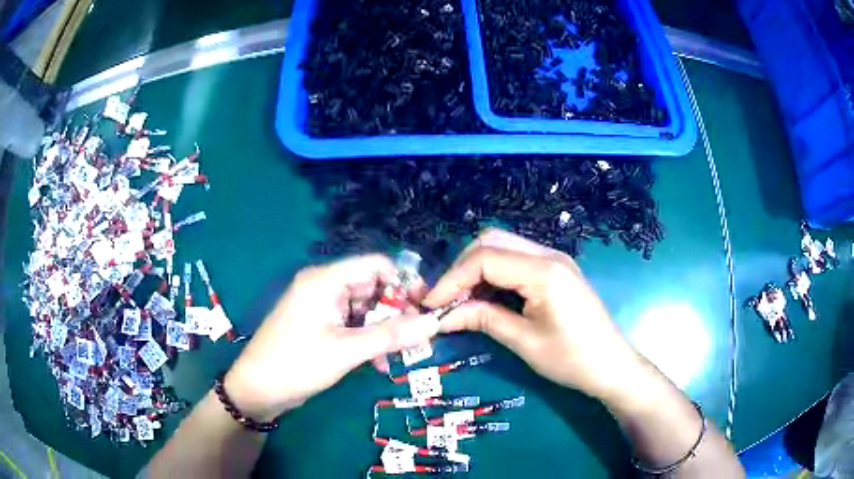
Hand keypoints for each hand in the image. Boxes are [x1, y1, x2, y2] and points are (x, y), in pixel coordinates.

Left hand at [224, 255, 439, 421]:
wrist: (257, 390)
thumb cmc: (297, 364)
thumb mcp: (346, 350)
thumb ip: (391, 335)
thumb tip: (434, 322)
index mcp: (325, 280)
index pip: (376, 264)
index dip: (404, 282)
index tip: (425, 307)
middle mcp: (324, 287)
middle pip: (373, 288)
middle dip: (397, 312)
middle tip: (419, 338)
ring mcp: (322, 308)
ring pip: (366, 310)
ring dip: (385, 331)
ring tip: (401, 356)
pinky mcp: (321, 326)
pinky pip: (353, 326)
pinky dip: (369, 340)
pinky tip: (379, 364)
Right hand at [423, 229, 644, 402]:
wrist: (611, 365)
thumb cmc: (571, 359)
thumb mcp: (524, 342)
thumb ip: (483, 319)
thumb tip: (442, 316)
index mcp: (544, 271)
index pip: (484, 259)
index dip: (452, 280)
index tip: (431, 304)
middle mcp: (549, 254)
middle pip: (491, 242)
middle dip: (462, 268)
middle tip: (445, 300)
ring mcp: (554, 260)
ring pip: (502, 247)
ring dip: (476, 269)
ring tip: (460, 300)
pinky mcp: (555, 270)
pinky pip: (516, 260)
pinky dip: (494, 274)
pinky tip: (485, 297)